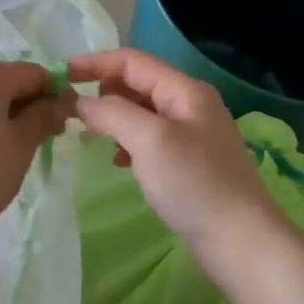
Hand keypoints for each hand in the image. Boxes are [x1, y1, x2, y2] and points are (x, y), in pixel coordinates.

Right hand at [66, 49, 289, 284]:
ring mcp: (192, 134)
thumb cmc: (194, 183)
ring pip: (141, 112)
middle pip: (137, 83)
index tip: (61, 74)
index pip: (132, 61)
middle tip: (73, 109)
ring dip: (114, 117)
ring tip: (91, 135)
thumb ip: (111, 113)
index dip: (95, 63)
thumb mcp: (149, 140)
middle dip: (103, 90)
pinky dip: (128, 141)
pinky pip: (149, 138)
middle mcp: (190, 104)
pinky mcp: (189, 162)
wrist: (242, 243)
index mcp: (184, 90)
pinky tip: (119, 161)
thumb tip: (80, 101)